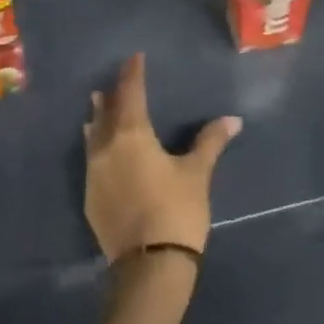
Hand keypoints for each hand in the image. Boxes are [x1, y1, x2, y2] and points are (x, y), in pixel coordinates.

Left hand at [84, 53, 240, 259]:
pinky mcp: (91, 198)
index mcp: (132, 135)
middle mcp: (106, 148)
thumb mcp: (197, 173)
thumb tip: (232, 119)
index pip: (131, 94)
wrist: (150, 265)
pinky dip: (95, 146)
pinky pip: (91, 160)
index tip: (134, 58)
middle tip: (115, 81)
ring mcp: (94, 174)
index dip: (133, 74)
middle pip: (106, 113)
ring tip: (96, 105)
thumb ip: (210, 142)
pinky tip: (98, 149)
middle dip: (112, 95)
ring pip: (93, 136)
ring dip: (97, 119)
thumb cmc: (176, 210)